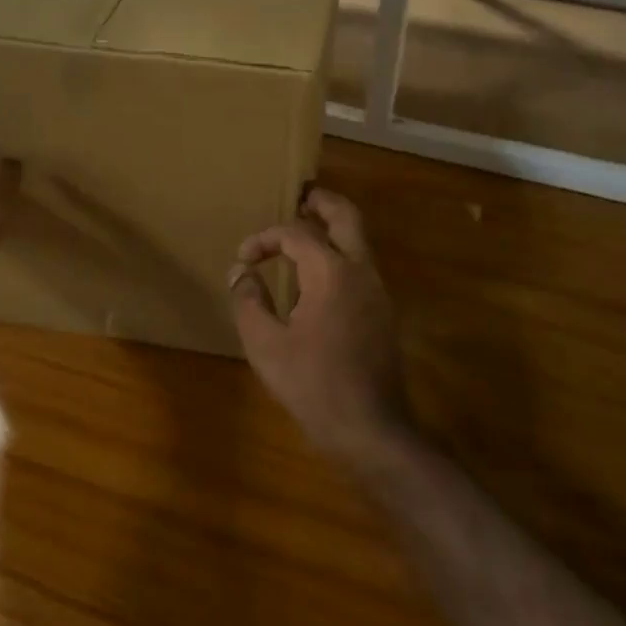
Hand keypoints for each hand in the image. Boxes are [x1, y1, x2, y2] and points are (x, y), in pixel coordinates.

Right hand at [231, 188, 409, 468]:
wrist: (369, 427)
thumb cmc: (312, 384)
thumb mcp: (265, 344)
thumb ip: (249, 300)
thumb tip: (241, 272)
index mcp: (332, 272)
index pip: (297, 234)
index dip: (266, 238)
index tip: (244, 258)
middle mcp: (362, 271)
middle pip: (347, 217)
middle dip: (321, 202)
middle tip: (298, 198)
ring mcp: (379, 292)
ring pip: (359, 242)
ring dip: (333, 230)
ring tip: (303, 236)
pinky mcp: (384, 314)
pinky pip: (361, 268)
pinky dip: (340, 257)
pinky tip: (317, 280)